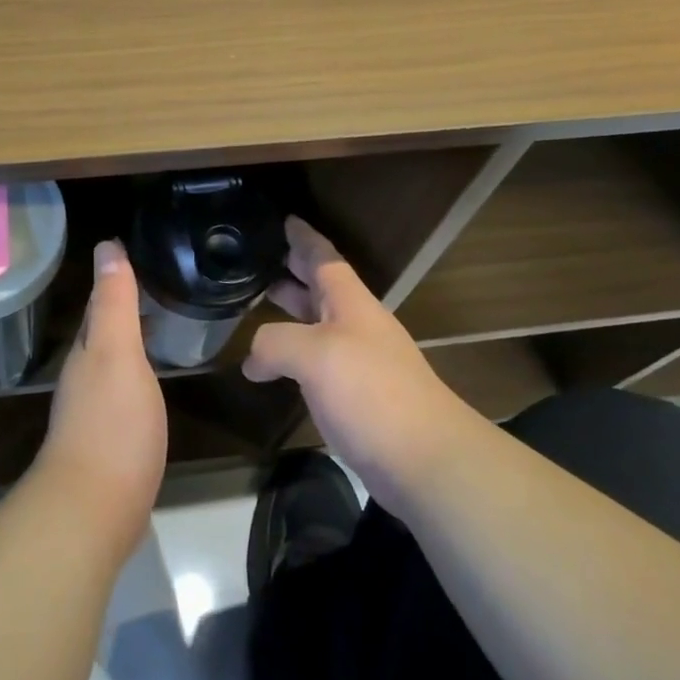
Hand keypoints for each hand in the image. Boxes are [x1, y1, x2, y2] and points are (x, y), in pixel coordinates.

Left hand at [34, 240, 167, 564]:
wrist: (95, 511)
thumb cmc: (111, 424)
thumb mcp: (118, 353)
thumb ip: (114, 303)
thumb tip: (106, 246)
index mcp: (87, 351)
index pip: (99, 303)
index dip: (116, 278)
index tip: (139, 254)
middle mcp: (84, 375)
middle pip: (104, 331)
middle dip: (124, 308)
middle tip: (159, 285)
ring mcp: (94, 411)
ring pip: (113, 361)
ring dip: (130, 341)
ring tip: (160, 325)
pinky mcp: (110, 441)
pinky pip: (123, 391)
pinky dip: (137, 375)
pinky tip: (152, 381)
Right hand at [243, 216, 475, 513]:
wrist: (427, 461)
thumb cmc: (372, 392)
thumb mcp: (313, 355)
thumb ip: (275, 343)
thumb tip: (253, 360)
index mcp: (350, 302)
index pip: (323, 257)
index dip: (303, 237)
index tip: (285, 219)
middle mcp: (356, 325)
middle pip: (321, 288)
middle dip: (293, 271)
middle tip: (261, 260)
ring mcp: (360, 362)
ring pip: (318, 324)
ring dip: (292, 311)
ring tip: (259, 303)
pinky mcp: (358, 398)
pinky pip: (319, 361)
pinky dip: (294, 354)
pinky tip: (274, 368)